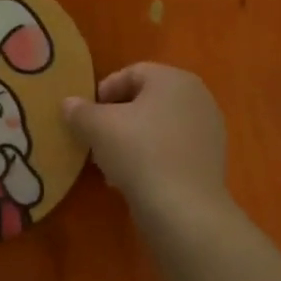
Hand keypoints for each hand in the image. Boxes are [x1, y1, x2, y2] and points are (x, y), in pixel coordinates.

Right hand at [63, 64, 231, 218]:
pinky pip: (172, 148)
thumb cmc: (138, 152)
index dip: (104, 90)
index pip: (132, 73)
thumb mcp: (96, 127)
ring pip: (159, 126)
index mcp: (173, 79)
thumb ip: (79, 110)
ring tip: (111, 161)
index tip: (86, 115)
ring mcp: (208, 130)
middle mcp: (198, 97)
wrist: (183, 207)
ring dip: (132, 138)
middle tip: (95, 137)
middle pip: (146, 100)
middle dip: (117, 117)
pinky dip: (152, 156)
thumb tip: (69, 103)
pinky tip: (134, 177)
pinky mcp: (211, 160)